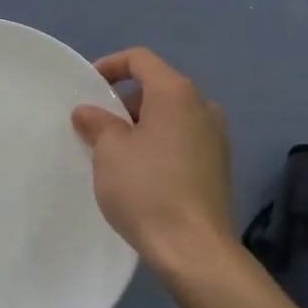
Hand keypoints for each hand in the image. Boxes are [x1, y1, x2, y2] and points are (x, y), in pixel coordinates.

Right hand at [71, 48, 235, 280]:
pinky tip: (142, 172)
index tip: (87, 87)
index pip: (141, 60)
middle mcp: (203, 106)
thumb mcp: (110, 151)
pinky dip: (160, 143)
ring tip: (116, 152)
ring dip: (143, 124)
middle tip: (98, 125)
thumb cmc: (146, 189)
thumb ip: (98, 123)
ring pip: (172, 115)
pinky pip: (184, 139)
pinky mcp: (219, 165)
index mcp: (176, 93)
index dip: (110, 65)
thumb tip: (88, 111)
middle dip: (125, 101)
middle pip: (158, 87)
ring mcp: (216, 136)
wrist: (194, 248)